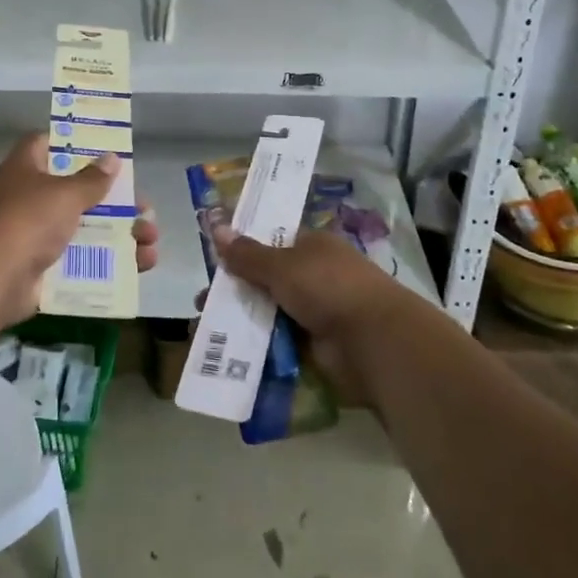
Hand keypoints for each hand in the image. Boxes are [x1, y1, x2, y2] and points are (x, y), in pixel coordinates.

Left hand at [0, 135, 159, 327]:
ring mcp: (35, 236)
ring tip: (151, 243)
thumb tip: (112, 158)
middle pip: (78, 193)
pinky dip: (109, 265)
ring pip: (85, 231)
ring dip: (120, 236)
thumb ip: (92, 179)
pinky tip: (139, 268)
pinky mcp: (43, 269)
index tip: (106, 152)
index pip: (49, 144)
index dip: (76, 144)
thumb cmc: (28, 219)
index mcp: (28, 168)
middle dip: (115, 202)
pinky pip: (82, 263)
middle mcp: (29, 198)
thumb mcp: (65, 193)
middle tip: (144, 210)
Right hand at [213, 227, 408, 401]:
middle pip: (266, 279)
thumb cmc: (329, 288)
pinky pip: (278, 342)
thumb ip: (247, 254)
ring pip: (269, 312)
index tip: (214, 260)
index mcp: (313, 246)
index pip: (272, 242)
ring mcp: (316, 312)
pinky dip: (257, 346)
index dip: (243, 249)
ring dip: (241, 319)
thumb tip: (216, 227)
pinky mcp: (315, 346)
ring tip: (206, 328)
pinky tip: (228, 350)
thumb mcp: (282, 265)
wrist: (374, 342)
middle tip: (203, 301)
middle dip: (235, 289)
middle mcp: (315, 276)